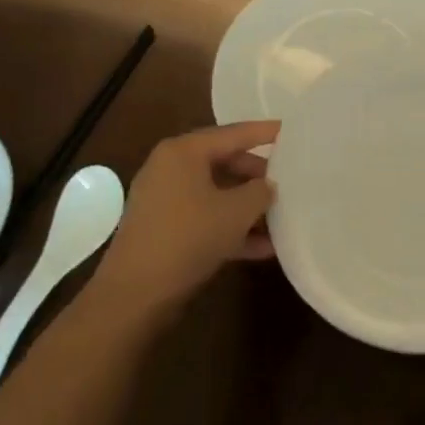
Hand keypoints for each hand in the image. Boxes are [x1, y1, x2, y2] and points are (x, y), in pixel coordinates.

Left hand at [88, 121, 277, 322]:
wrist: (134, 295)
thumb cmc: (188, 237)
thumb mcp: (236, 212)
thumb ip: (260, 192)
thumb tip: (268, 186)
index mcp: (184, 152)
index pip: (233, 134)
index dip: (264, 132)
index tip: (290, 129)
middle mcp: (170, 168)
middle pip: (224, 162)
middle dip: (257, 175)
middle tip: (288, 180)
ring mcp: (164, 200)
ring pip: (216, 193)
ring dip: (247, 207)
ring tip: (282, 217)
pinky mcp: (163, 229)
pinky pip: (205, 218)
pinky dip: (230, 227)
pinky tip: (262, 247)